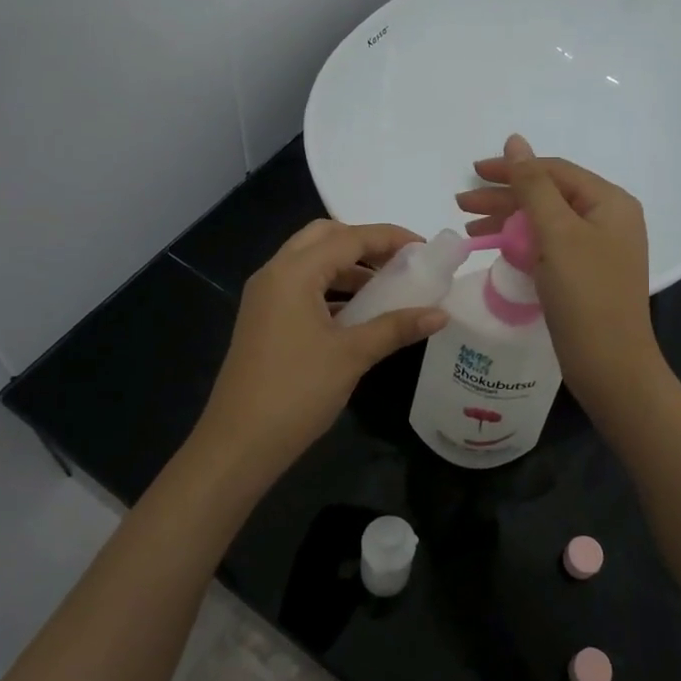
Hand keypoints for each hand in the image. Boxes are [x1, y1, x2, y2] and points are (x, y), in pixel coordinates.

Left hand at [192, 220, 446, 487]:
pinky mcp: (264, 319)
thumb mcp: (353, 355)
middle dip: (364, 243)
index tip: (424, 248)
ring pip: (311, 262)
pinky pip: (302, 287)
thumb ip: (396, 327)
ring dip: (347, 267)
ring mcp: (265, 297)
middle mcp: (275, 273)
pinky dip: (332, 288)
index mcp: (293, 272)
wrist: (239, 443)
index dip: (389, 237)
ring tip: (386, 286)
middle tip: (399, 261)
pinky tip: (358, 312)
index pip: (348, 238)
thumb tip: (441, 314)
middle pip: (324, 237)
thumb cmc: (297, 391)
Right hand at [456, 135, 663, 405]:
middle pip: (548, 195)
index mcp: (610, 202)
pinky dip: (521, 244)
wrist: (610, 365)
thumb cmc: (585, 294)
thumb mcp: (556, 233)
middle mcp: (608, 219)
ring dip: (508, 221)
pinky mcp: (586, 274)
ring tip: (470, 227)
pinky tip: (495, 248)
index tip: (473, 173)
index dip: (512, 168)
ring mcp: (598, 249)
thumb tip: (515, 141)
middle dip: (504, 198)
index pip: (554, 171)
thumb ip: (533, 185)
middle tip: (462, 204)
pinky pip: (549, 246)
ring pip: (546, 222)